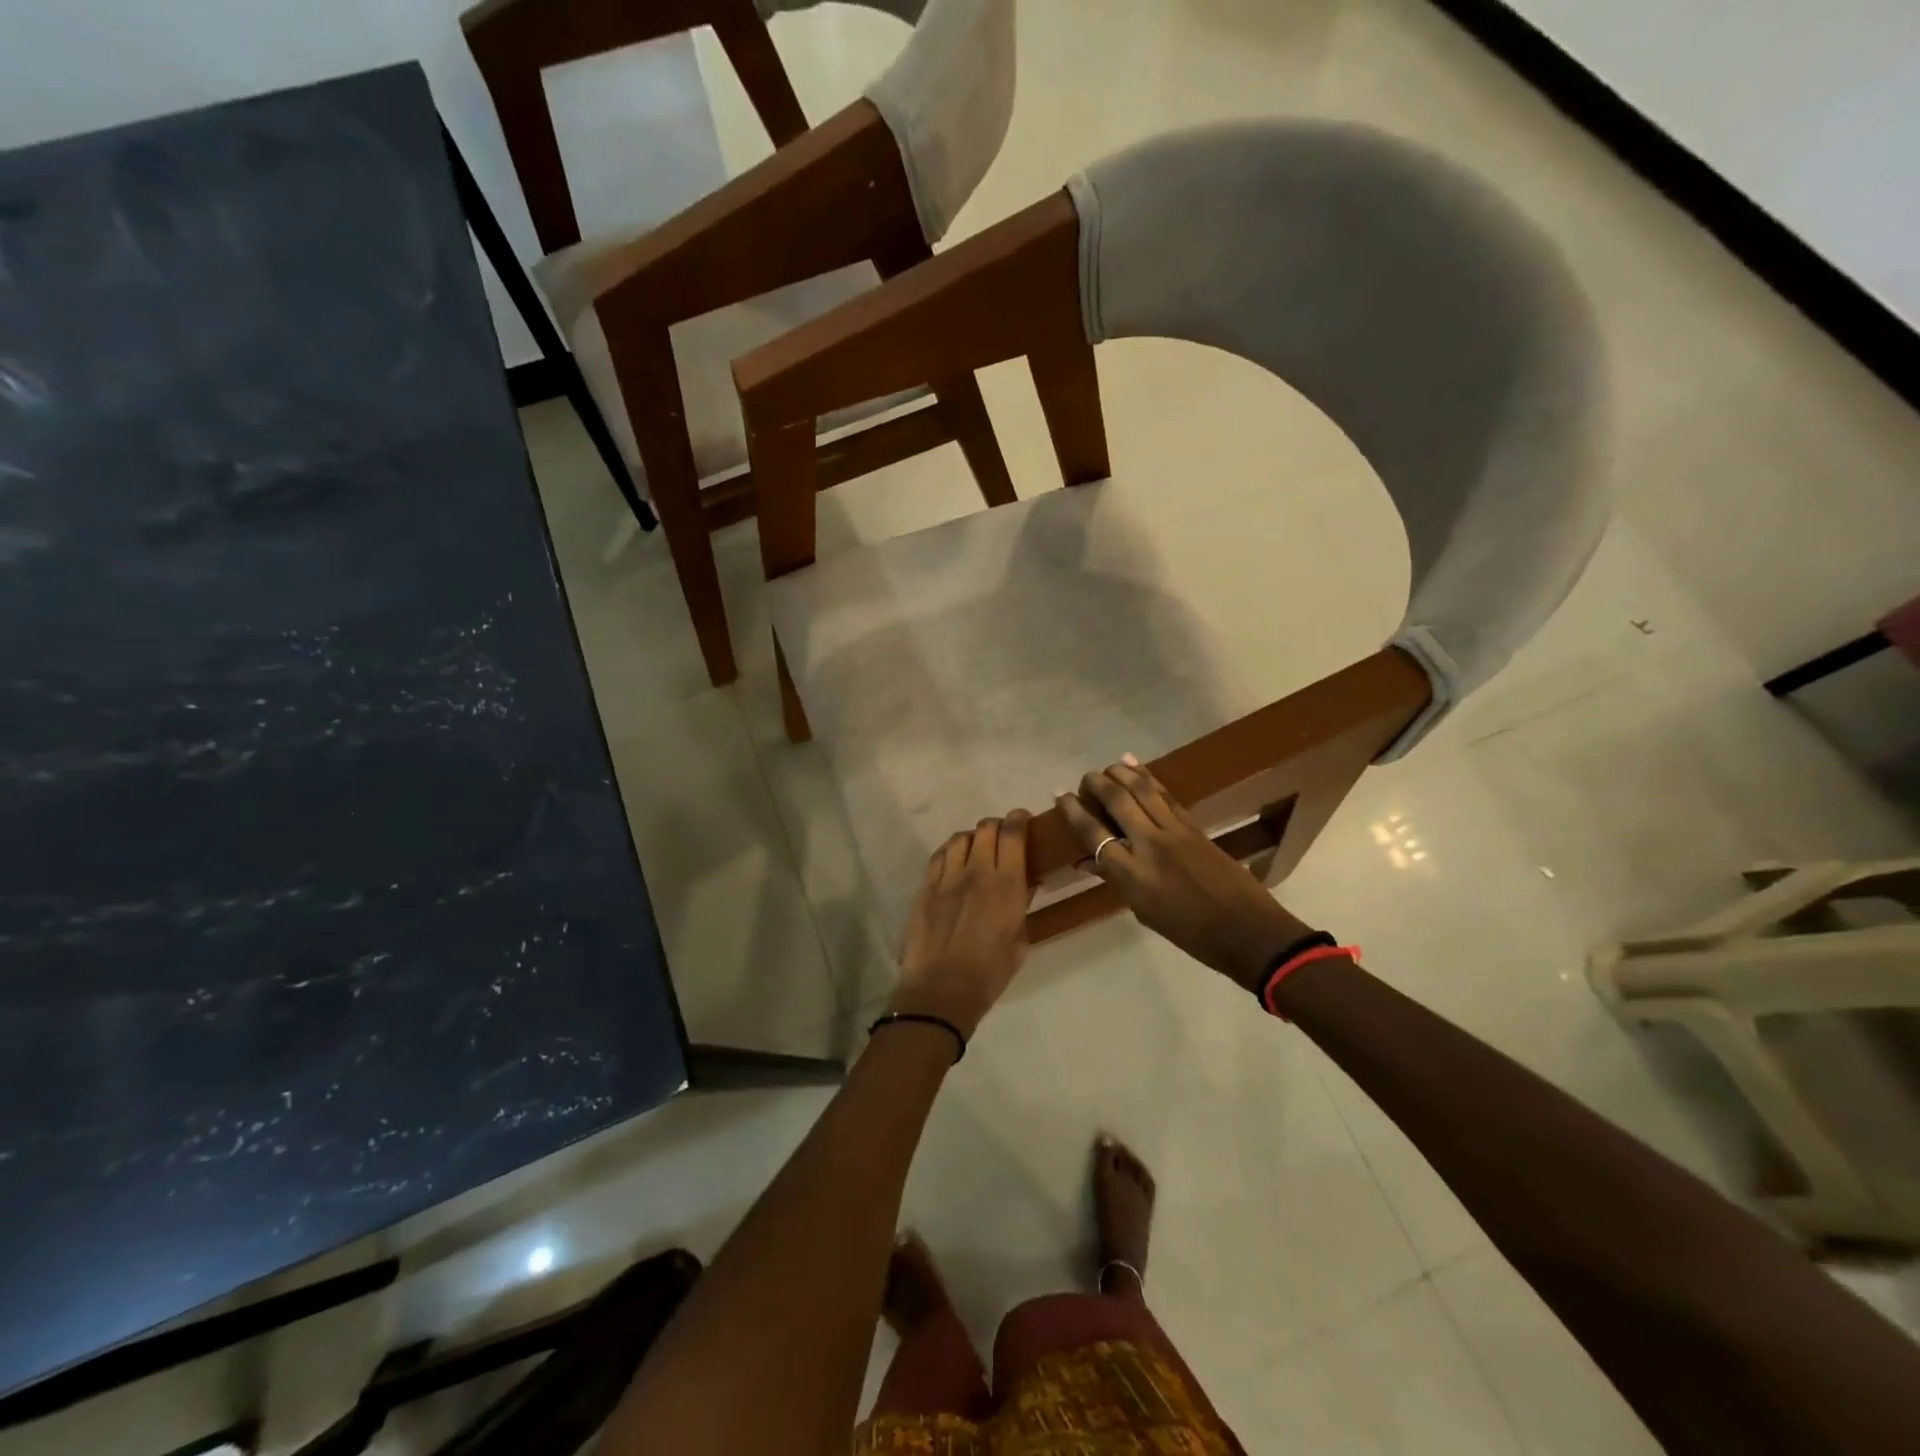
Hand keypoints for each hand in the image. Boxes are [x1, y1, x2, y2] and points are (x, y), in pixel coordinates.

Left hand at [891, 811, 1034, 1037]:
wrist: (941, 990)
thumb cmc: (989, 973)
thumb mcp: (1019, 941)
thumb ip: (1021, 906)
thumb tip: (1025, 885)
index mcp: (1007, 884)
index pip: (1013, 834)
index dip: (1019, 819)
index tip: (1023, 820)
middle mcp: (977, 871)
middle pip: (986, 828)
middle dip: (997, 826)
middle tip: (1002, 837)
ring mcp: (947, 877)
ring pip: (960, 838)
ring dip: (973, 837)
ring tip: (977, 848)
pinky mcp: (926, 887)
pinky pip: (939, 856)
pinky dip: (950, 851)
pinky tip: (954, 861)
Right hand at [1056, 758, 1316, 991]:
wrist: (1247, 931)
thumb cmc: (1190, 934)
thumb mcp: (1144, 912)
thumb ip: (1116, 880)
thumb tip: (1089, 862)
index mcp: (1132, 875)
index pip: (1093, 834)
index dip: (1073, 811)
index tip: (1060, 795)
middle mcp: (1149, 845)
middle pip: (1117, 801)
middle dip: (1096, 784)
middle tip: (1085, 779)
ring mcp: (1175, 832)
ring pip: (1143, 790)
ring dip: (1121, 773)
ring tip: (1108, 767)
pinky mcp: (1195, 827)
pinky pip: (1166, 796)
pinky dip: (1149, 778)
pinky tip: (1136, 767)